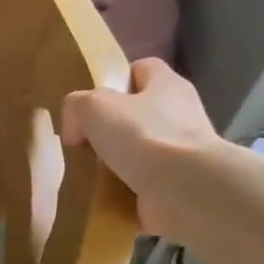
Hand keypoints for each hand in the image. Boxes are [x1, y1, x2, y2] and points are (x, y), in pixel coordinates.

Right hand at [61, 57, 222, 238]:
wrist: (188, 192)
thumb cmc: (143, 136)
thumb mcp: (92, 106)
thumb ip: (76, 107)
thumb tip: (76, 130)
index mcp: (168, 85)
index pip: (143, 68)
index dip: (117, 79)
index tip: (93, 100)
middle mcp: (183, 114)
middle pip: (141, 112)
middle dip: (112, 126)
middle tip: (85, 141)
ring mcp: (185, 153)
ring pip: (142, 150)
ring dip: (118, 162)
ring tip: (90, 171)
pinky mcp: (183, 186)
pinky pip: (146, 184)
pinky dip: (126, 191)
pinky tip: (106, 195)